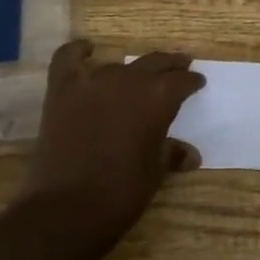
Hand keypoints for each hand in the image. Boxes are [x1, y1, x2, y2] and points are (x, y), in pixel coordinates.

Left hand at [24, 40, 204, 228]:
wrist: (67, 208)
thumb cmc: (122, 192)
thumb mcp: (155, 172)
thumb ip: (170, 153)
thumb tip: (190, 155)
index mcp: (158, 97)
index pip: (182, 81)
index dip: (191, 82)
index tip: (197, 83)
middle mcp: (128, 80)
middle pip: (155, 63)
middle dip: (170, 66)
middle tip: (180, 67)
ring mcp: (92, 82)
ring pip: (118, 65)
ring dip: (131, 70)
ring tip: (137, 76)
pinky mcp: (62, 91)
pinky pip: (69, 59)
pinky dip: (79, 52)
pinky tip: (88, 50)